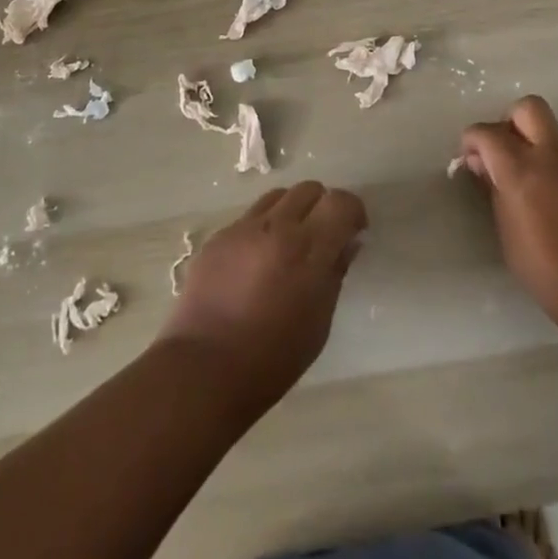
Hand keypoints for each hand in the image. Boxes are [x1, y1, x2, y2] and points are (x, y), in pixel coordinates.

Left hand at [156, 181, 367, 412]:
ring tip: (288, 244)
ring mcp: (243, 228)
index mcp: (308, 250)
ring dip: (292, 211)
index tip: (354, 231)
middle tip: (322, 237)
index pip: (341, 203)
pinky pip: (250, 217)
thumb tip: (348, 243)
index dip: (353, 212)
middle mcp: (277, 227)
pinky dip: (263, 228)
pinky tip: (256, 262)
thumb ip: (335, 274)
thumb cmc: (272, 359)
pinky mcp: (219, 236)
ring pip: (279, 196)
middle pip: (310, 189)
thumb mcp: (318, 323)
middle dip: (323, 207)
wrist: (203, 369)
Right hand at [457, 95, 557, 336]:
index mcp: (521, 168)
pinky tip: (550, 194)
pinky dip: (552, 159)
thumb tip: (484, 166)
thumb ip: (494, 192)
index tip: (469, 161)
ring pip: (551, 126)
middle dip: (508, 123)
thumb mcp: (508, 236)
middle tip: (501, 155)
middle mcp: (551, 154)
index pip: (486, 132)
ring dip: (533, 139)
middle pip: (526, 108)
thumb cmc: (551, 273)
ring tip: (525, 177)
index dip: (471, 141)